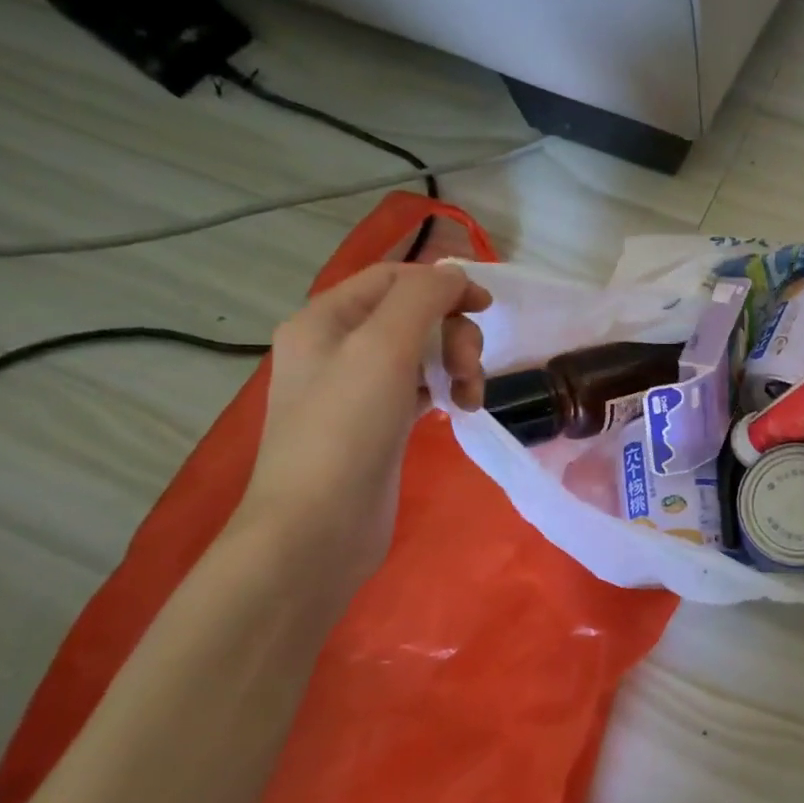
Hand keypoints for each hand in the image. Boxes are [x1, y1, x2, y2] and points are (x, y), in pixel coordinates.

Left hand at [233, 261, 491, 590]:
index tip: (487, 308)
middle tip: (468, 371)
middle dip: (452, 335)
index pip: (393, 278)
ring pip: (422, 352)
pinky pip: (420, 387)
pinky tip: (457, 410)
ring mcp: (356, 389)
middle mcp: (337, 347)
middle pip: (413, 315)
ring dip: (455, 364)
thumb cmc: (346, 429)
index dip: (442, 284)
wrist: (316, 528)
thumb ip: (422, 298)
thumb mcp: (384, 347)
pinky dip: (444, 390)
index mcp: (326, 319)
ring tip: (468, 398)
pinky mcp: (377, 424)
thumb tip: (454, 274)